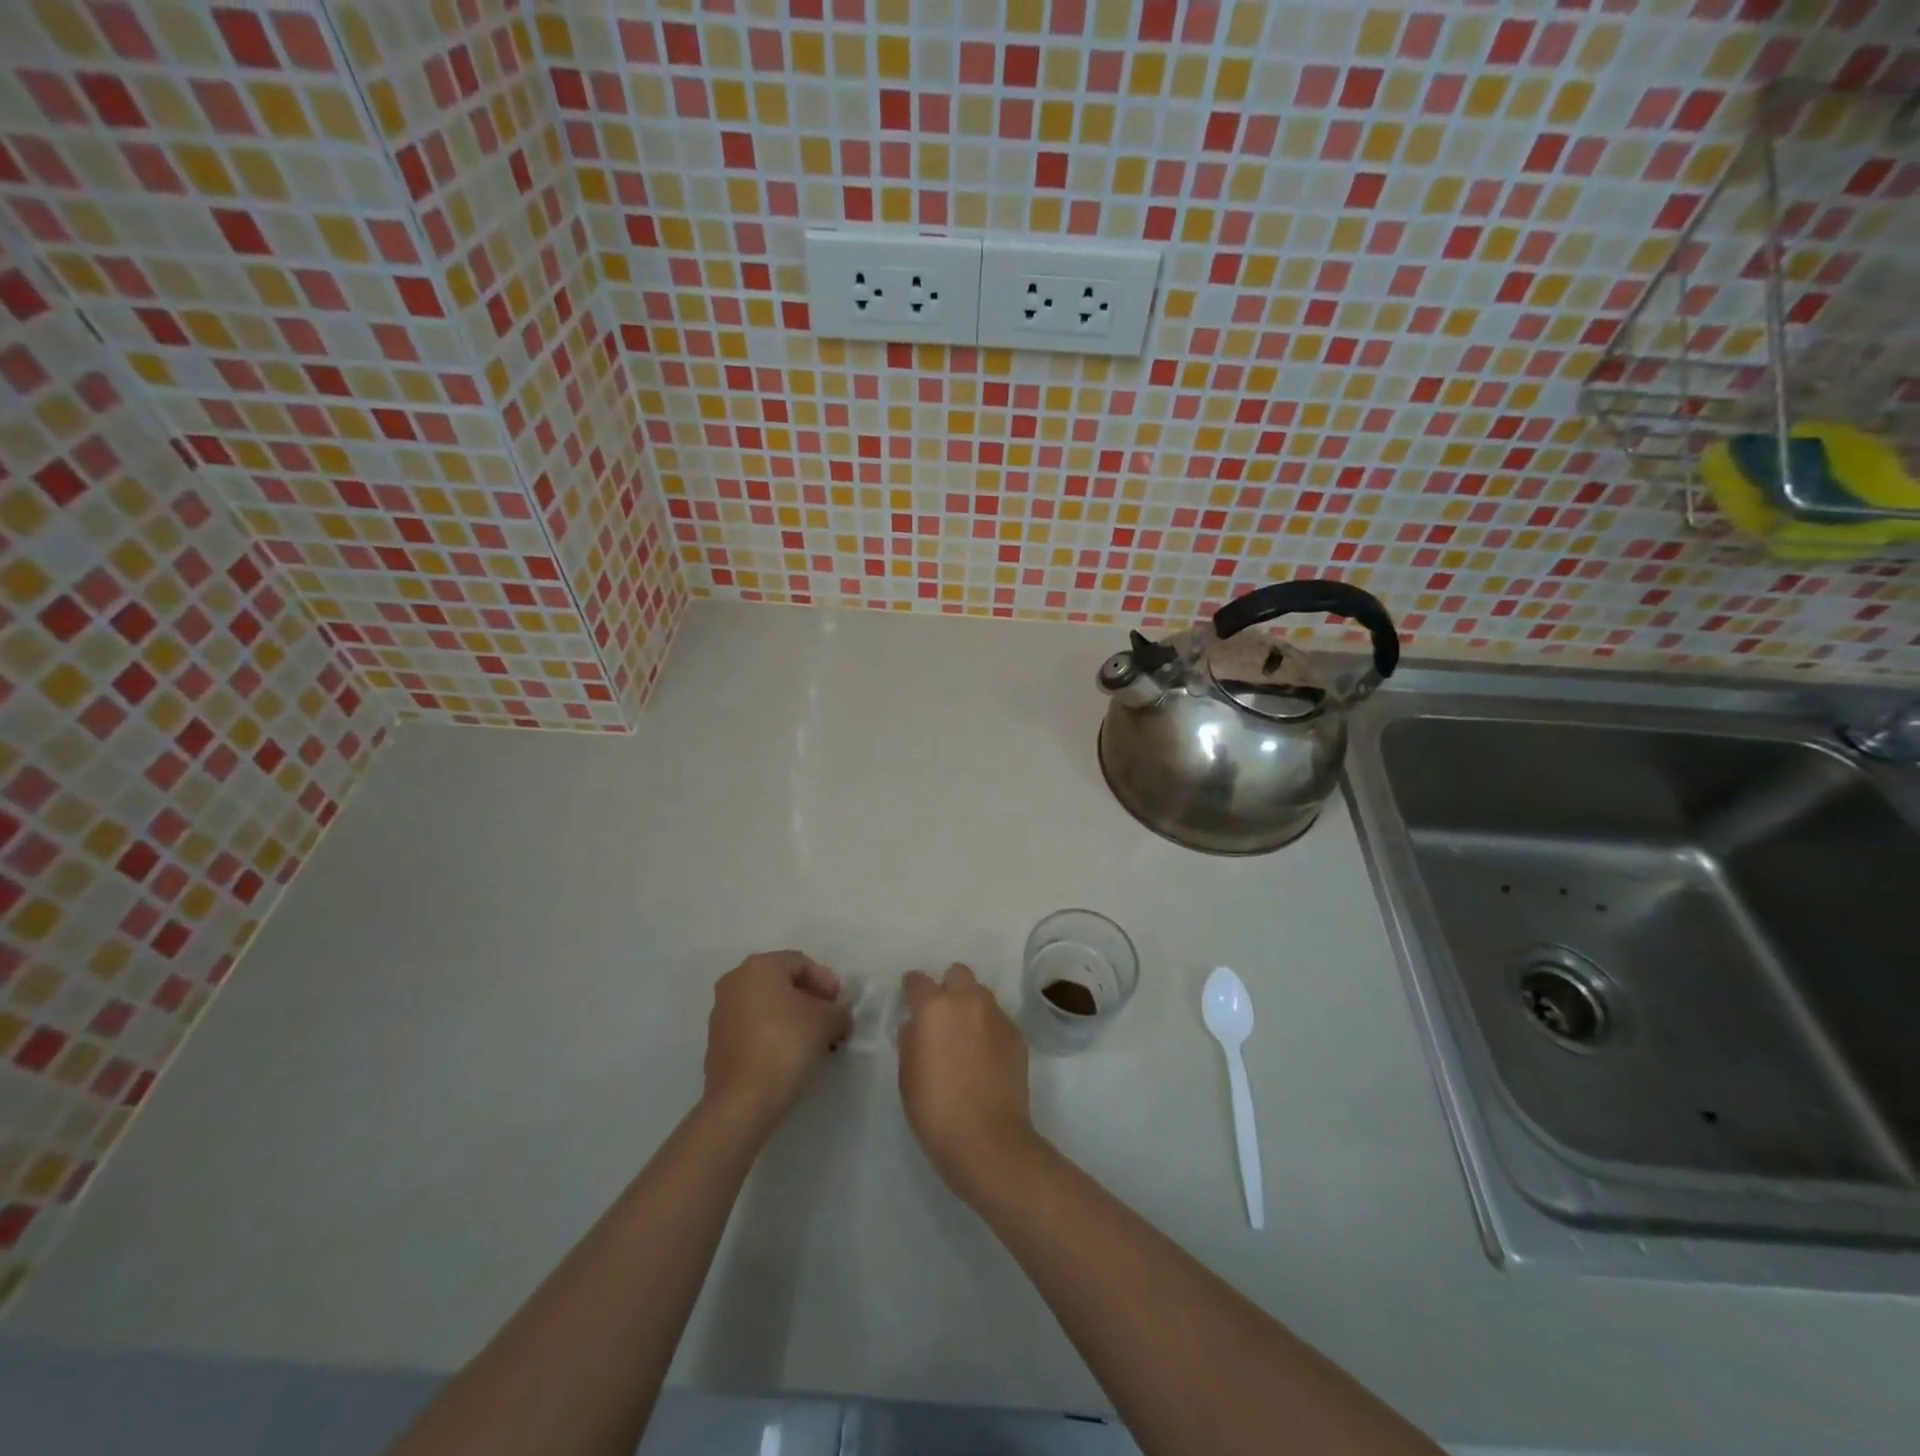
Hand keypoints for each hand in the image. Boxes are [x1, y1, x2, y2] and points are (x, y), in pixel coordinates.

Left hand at [703, 951, 853, 1137]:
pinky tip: (790, 1054)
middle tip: (830, 1020)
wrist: (743, 1100)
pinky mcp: (717, 1043)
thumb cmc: (787, 1044)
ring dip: (792, 1017)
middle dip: (809, 999)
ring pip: (766, 1006)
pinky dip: (773, 1033)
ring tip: (813, 1040)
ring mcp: (721, 1013)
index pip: (801, 963)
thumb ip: (838, 1010)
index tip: (840, 1006)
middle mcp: (735, 982)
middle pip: (781, 982)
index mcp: (759, 966)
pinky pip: (752, 1027)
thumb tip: (838, 1015)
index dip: (826, 981)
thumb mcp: (827, 1021)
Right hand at [897, 964, 1036, 1203]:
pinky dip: (989, 1029)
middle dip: (948, 987)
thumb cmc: (935, 1109)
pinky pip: (998, 1019)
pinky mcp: (1017, 1035)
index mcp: (934, 1007)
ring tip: (966, 1036)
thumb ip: (910, 1039)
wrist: (987, 1138)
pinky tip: (986, 1056)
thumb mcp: (907, 1074)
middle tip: (942, 1016)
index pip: (918, 981)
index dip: (912, 988)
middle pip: (958, 973)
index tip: (910, 1000)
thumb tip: (917, 1025)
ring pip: (981, 994)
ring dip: (971, 1006)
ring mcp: (997, 1016)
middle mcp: (968, 1001)